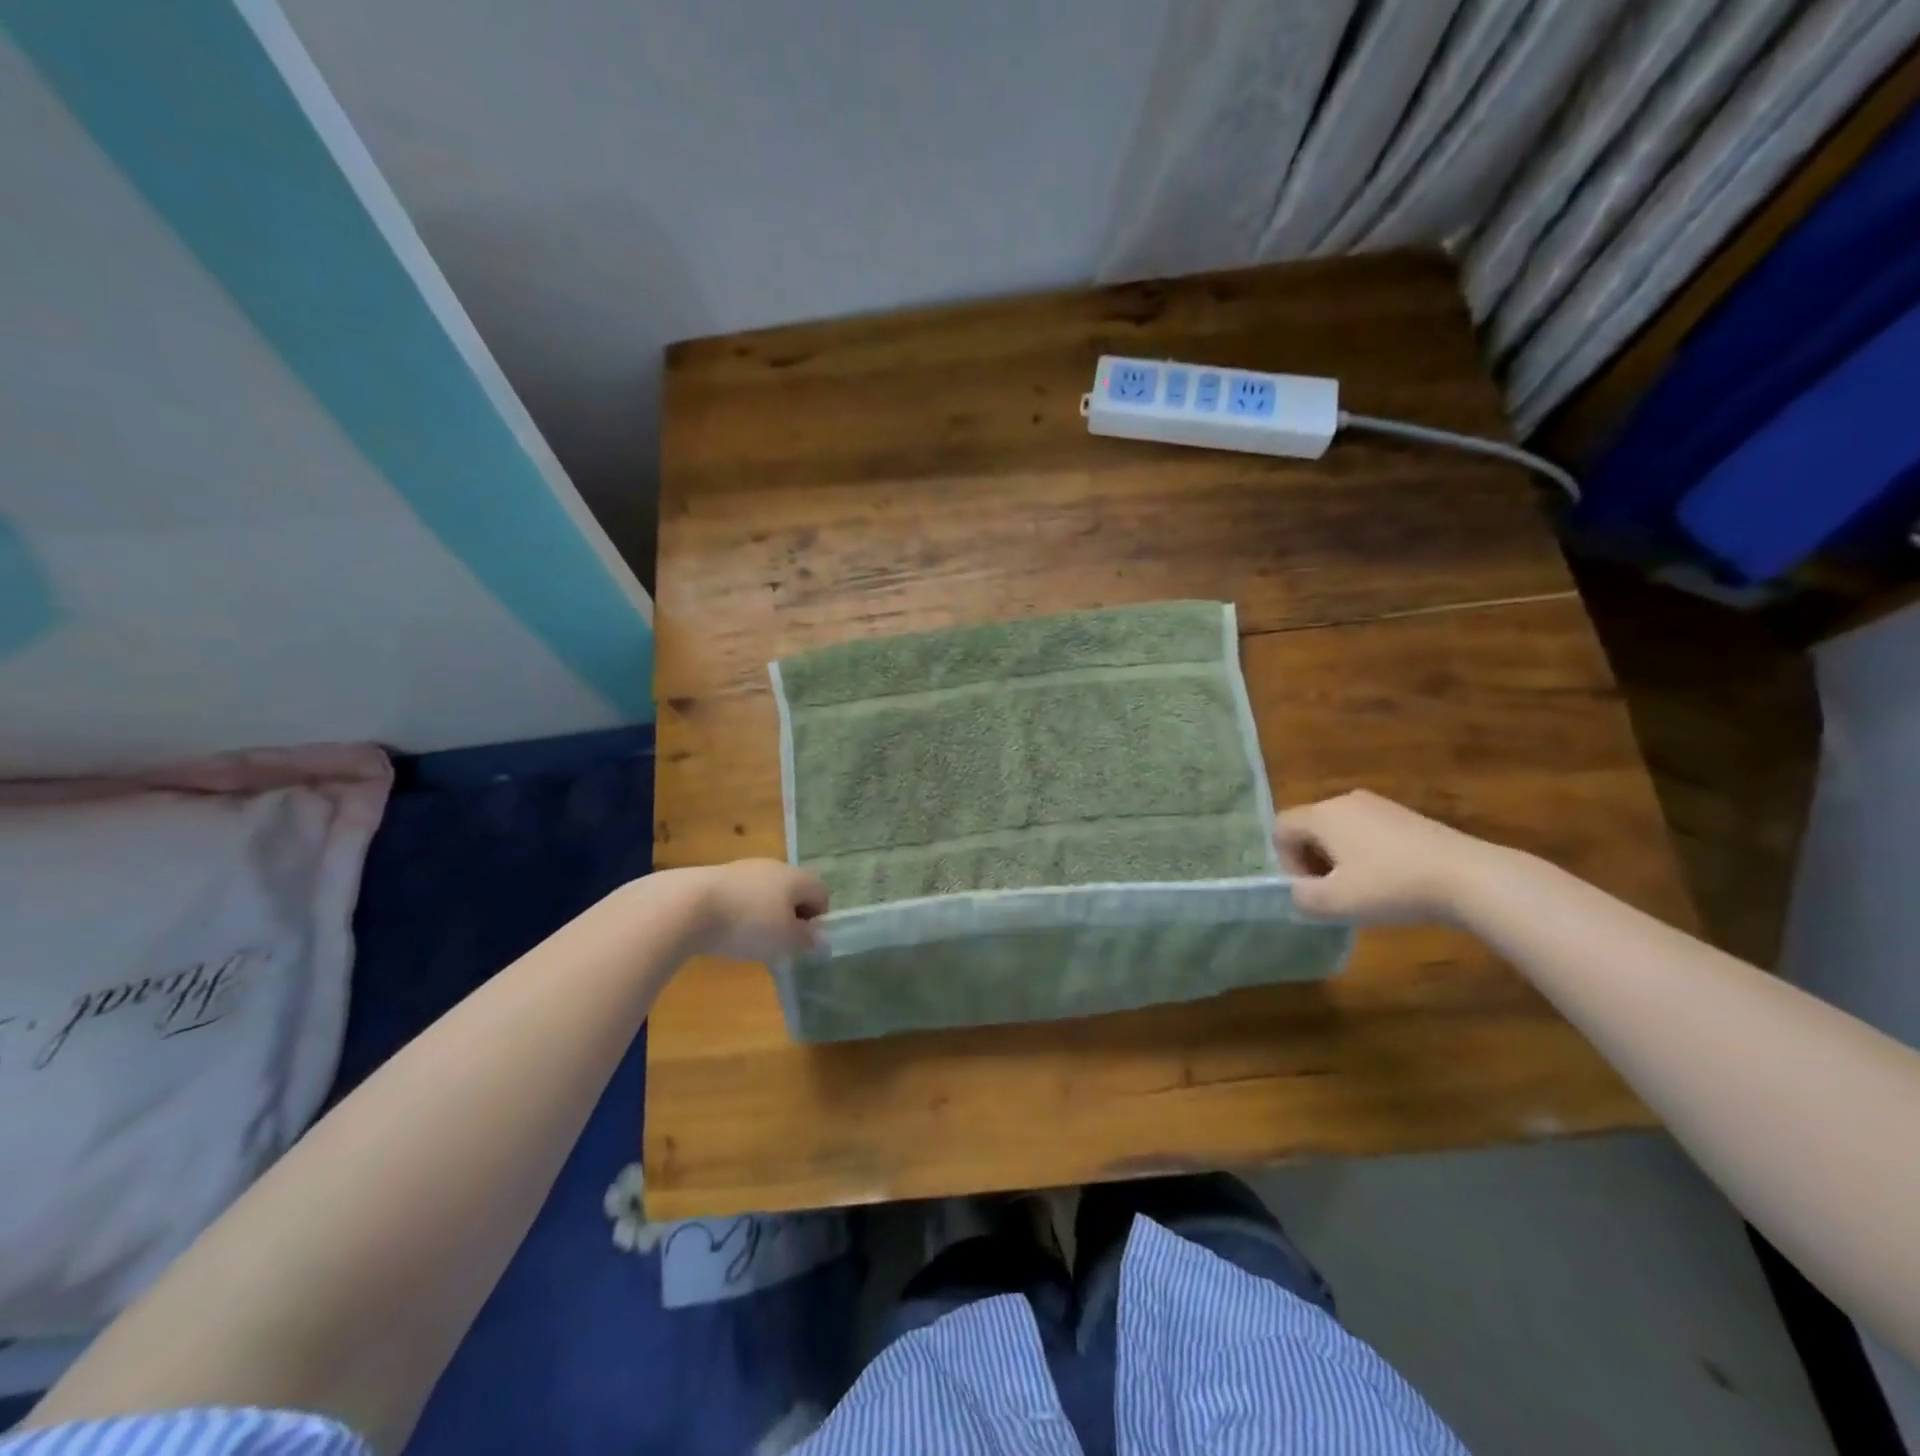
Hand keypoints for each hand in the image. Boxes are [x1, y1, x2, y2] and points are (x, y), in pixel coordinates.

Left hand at [674, 859, 829, 962]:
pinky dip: (739, 911)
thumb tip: (820, 938)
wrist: (687, 905)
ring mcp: (744, 868)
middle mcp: (775, 866)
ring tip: (747, 939)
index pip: (822, 893)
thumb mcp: (784, 940)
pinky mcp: (717, 876)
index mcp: (797, 877)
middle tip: (776, 942)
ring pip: (765, 892)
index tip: (800, 940)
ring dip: (763, 914)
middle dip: (789, 916)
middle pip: (793, 891)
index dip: (817, 918)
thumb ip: (806, 940)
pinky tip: (724, 929)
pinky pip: (740, 895)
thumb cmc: (748, 923)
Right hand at [1274, 791, 1503, 924]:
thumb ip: (1301, 897)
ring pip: (1339, 831)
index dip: (1286, 862)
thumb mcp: (1335, 903)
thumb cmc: (1391, 886)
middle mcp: (1345, 801)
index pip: (1281, 829)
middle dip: (1313, 862)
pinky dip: (1367, 856)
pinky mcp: (1406, 816)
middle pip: (1309, 829)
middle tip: (1335, 894)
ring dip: (1340, 861)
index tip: (1312, 889)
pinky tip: (1392, 881)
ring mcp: (1379, 805)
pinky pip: (1367, 833)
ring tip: (1364, 890)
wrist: (1470, 877)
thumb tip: (1299, 892)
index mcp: (1322, 814)